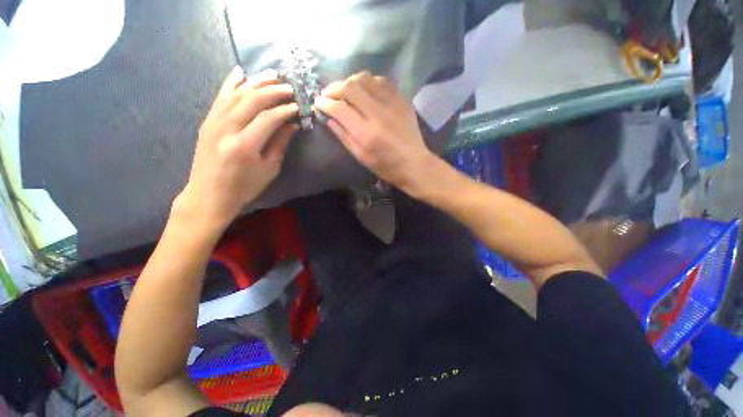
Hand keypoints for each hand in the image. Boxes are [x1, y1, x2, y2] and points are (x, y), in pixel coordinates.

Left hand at [175, 67, 298, 231]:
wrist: (209, 195)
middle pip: (252, 100)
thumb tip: (293, 124)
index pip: (269, 118)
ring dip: (256, 82)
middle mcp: (226, 128)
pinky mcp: (207, 121)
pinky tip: (241, 72)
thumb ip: (280, 144)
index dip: (286, 110)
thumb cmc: (244, 187)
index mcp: (245, 145)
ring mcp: (213, 122)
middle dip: (274, 91)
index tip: (298, 107)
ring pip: (236, 93)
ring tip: (273, 75)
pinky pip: (220, 97)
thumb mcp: (269, 169)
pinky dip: (231, 83)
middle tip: (290, 87)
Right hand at [313, 72, 434, 192]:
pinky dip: (369, 82)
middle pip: (350, 87)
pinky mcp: (402, 100)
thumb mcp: (361, 157)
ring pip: (365, 79)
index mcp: (366, 133)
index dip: (325, 103)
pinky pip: (382, 81)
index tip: (318, 102)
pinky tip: (365, 89)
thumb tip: (328, 118)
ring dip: (350, 81)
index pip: (340, 108)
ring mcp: (392, 104)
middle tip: (327, 94)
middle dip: (334, 88)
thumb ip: (344, 136)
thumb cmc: (386, 166)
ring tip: (345, 90)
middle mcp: (378, 113)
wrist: (414, 163)